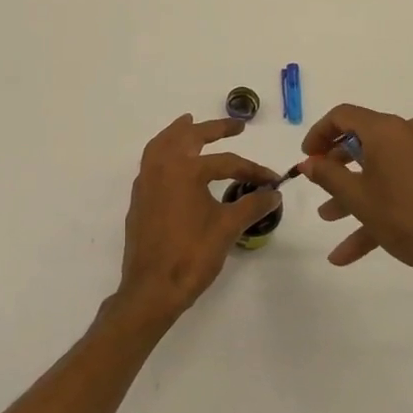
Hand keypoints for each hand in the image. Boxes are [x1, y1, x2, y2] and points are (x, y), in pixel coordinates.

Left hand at [109, 115, 280, 334]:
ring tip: (191, 123)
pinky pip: (150, 162)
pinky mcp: (139, 199)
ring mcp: (146, 182)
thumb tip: (274, 193)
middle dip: (214, 129)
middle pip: (188, 138)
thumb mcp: (227, 228)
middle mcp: (161, 167)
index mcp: (184, 170)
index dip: (252, 170)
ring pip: (161, 144)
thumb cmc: (191, 255)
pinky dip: (163, 150)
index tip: (272, 180)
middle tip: (236, 126)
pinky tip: (174, 161)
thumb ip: (252, 206)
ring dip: (179, 132)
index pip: (226, 162)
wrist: (152, 288)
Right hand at [300, 104, 412, 297]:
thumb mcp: (357, 198)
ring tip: (329, 219)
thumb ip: (327, 174)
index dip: (319, 134)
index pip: (343, 116)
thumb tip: (308, 162)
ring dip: (354, 193)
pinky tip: (351, 250)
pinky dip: (379, 207)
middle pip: (364, 141)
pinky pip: (402, 185)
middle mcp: (411, 133)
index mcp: (388, 129)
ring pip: (382, 168)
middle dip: (337, 167)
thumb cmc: (405, 217)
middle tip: (318, 184)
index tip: (306, 157)